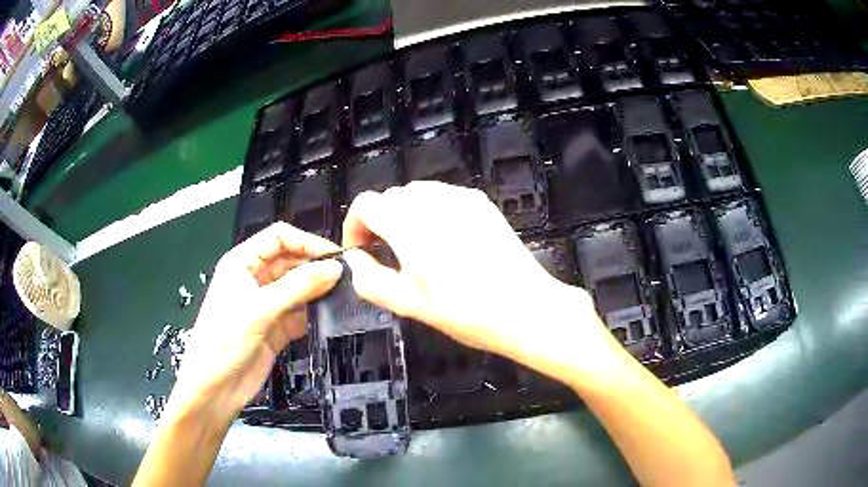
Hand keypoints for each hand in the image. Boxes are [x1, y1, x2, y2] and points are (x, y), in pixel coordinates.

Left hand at [165, 223, 342, 419]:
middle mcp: (254, 280)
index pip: (278, 238)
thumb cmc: (224, 341)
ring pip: (298, 288)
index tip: (334, 256)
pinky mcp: (275, 328)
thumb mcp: (260, 308)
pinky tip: (327, 318)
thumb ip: (298, 287)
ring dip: (316, 291)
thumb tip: (334, 269)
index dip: (306, 242)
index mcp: (242, 263)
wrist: (215, 388)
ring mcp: (266, 305)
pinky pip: (299, 314)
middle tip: (344, 278)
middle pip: (290, 261)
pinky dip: (313, 315)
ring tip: (341, 296)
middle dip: (314, 267)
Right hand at [341, 181, 603, 369]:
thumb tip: (354, 260)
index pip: (365, 204)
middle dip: (379, 223)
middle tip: (388, 257)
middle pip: (390, 197)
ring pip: (417, 194)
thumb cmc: (466, 312)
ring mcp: (461, 198)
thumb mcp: (409, 305)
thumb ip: (371, 280)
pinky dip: (432, 212)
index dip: (354, 226)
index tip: (361, 252)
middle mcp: (433, 201)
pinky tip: (446, 242)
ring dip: (405, 216)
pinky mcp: (481, 203)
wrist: (527, 308)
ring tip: (418, 251)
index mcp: (409, 224)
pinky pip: (444, 197)